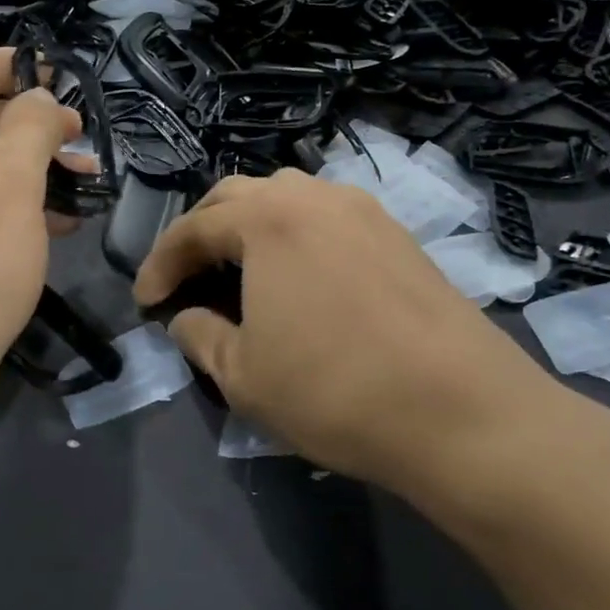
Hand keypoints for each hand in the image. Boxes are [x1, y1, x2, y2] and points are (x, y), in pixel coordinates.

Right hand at [133, 170, 609, 537]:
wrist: (463, 412)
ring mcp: (363, 210)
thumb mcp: (243, 375)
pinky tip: (299, 276)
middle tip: (186, 275)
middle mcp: (314, 196)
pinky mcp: (398, 234)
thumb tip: (186, 319)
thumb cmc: (335, 390)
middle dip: (201, 233)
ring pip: (287, 200)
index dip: (160, 263)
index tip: (145, 299)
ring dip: (250, 228)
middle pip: (237, 198)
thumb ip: (199, 336)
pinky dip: (296, 237)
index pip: (193, 228)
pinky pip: (327, 218)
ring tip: (239, 270)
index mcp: (267, 218)